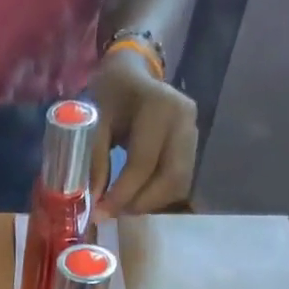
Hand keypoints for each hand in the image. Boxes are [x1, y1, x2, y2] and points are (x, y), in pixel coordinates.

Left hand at [89, 48, 198, 221]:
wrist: (133, 75)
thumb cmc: (111, 96)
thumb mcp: (95, 122)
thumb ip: (95, 160)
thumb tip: (95, 202)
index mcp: (159, 108)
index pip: (143, 163)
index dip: (122, 194)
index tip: (100, 214)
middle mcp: (183, 121)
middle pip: (169, 179)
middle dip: (140, 203)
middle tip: (113, 213)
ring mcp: (193, 132)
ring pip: (178, 184)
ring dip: (150, 202)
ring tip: (123, 206)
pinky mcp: (194, 145)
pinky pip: (179, 181)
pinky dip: (158, 195)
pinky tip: (137, 195)